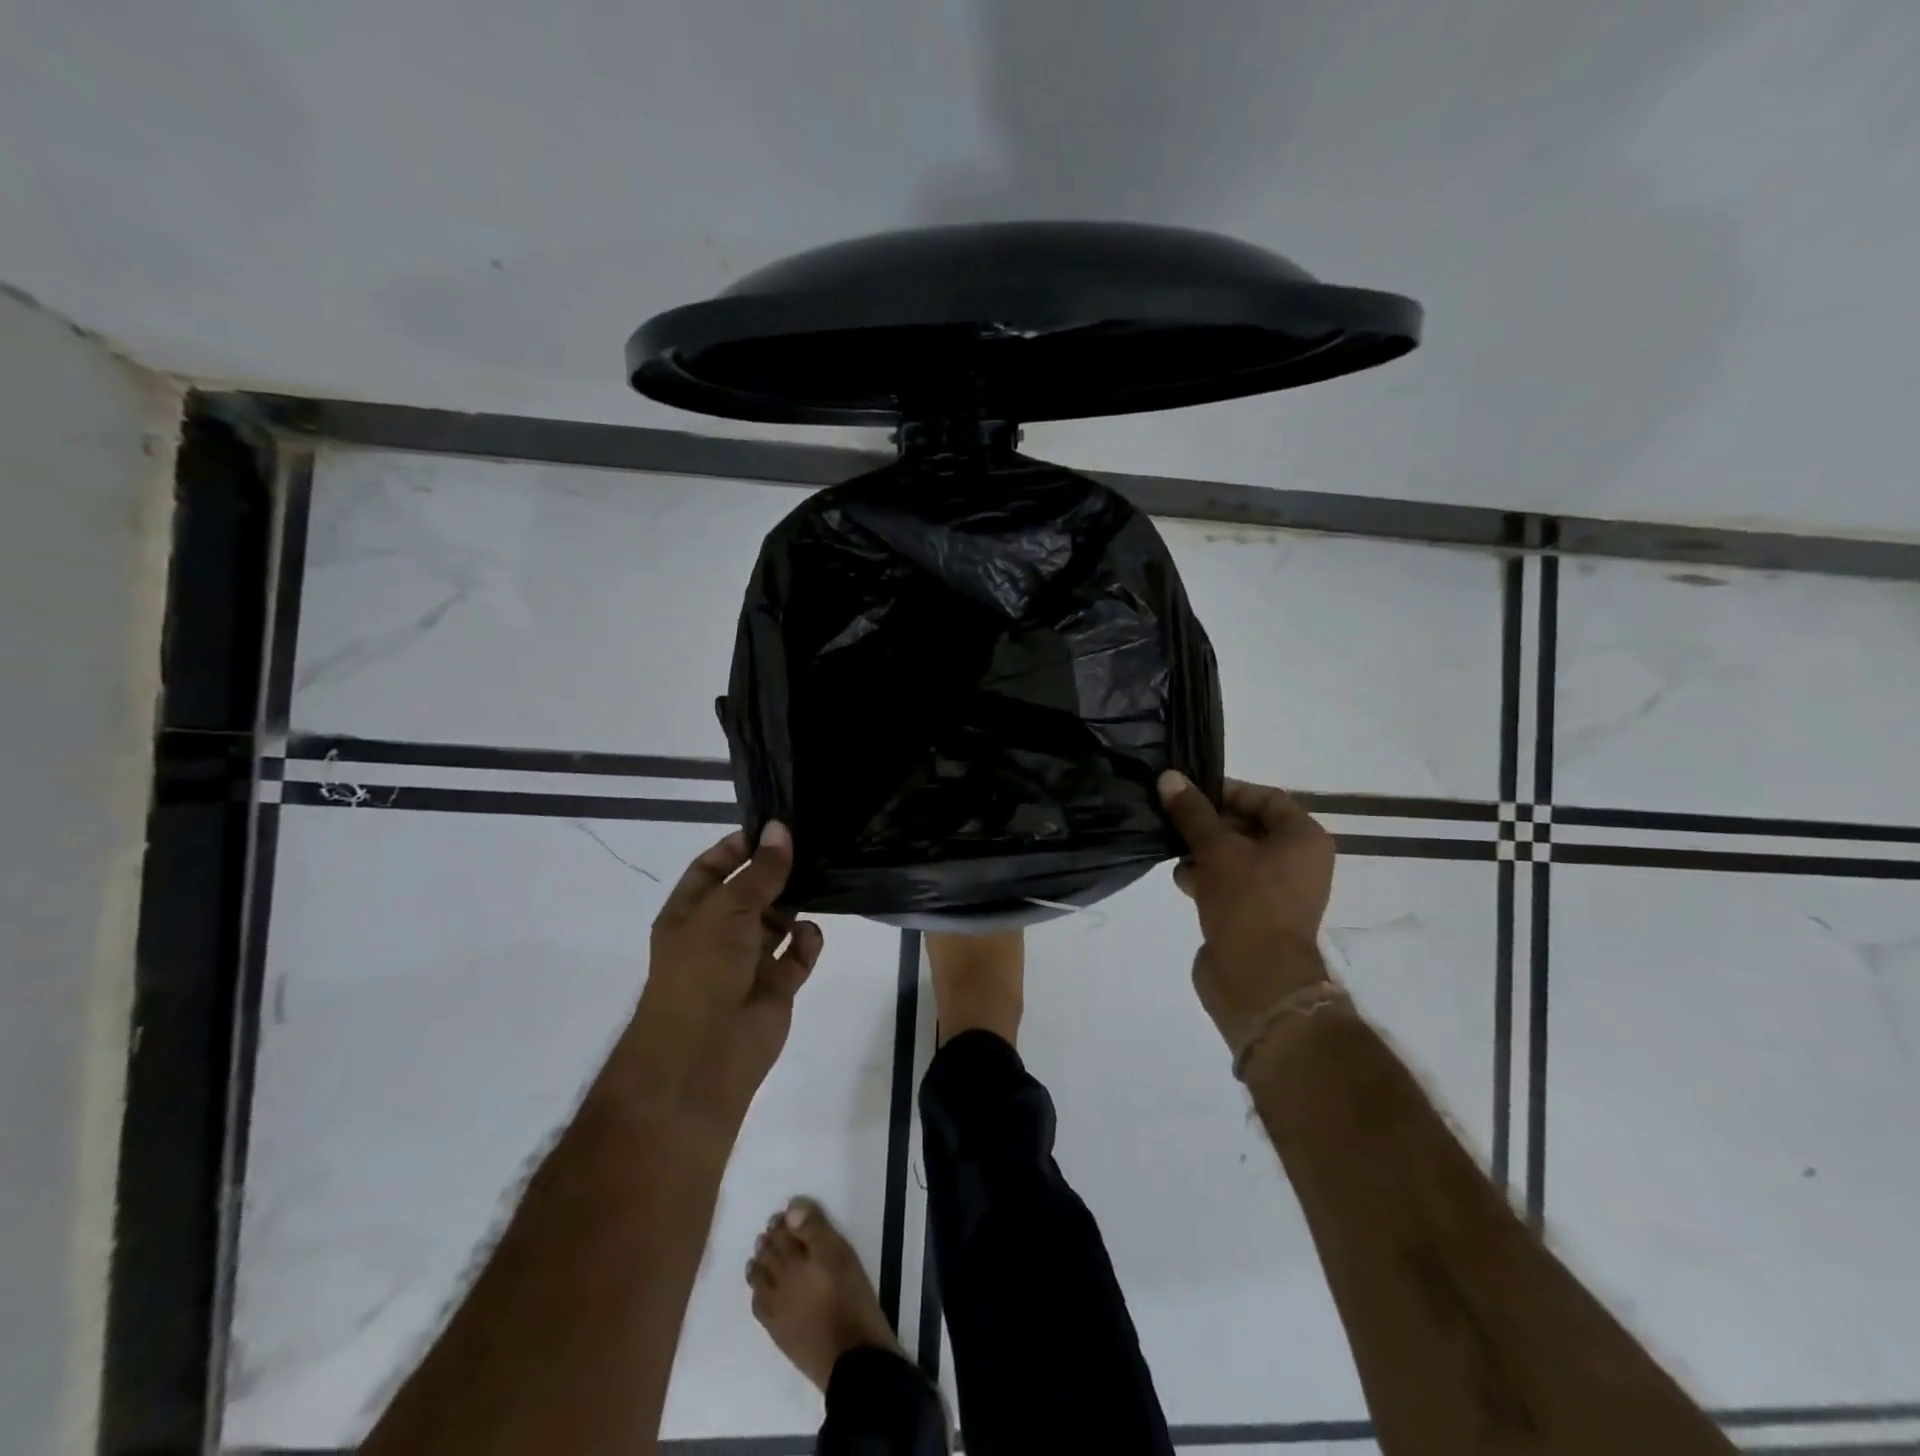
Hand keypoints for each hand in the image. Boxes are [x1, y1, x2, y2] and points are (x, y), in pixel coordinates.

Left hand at [615, 823, 824, 1126]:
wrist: (704, 1052)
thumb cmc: (703, 968)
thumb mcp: (728, 907)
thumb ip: (761, 870)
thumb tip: (781, 829)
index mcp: (690, 913)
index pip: (713, 868)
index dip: (739, 847)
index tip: (775, 829)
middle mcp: (718, 934)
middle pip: (752, 893)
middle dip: (777, 873)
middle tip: (811, 848)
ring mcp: (748, 962)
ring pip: (778, 922)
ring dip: (796, 905)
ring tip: (822, 881)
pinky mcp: (776, 987)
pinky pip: (797, 955)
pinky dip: (806, 943)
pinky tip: (809, 935)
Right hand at [1158, 772, 1335, 1057]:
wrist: (1257, 980)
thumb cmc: (1247, 902)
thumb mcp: (1216, 848)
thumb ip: (1193, 812)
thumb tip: (1169, 777)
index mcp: (1304, 838)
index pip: (1265, 798)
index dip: (1227, 793)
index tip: (1190, 795)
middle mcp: (1298, 861)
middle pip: (1248, 827)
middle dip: (1209, 825)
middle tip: (1175, 821)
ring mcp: (1277, 891)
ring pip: (1234, 857)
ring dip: (1204, 853)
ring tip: (1177, 855)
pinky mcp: (1256, 915)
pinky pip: (1230, 884)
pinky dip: (1208, 879)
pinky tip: (1184, 882)